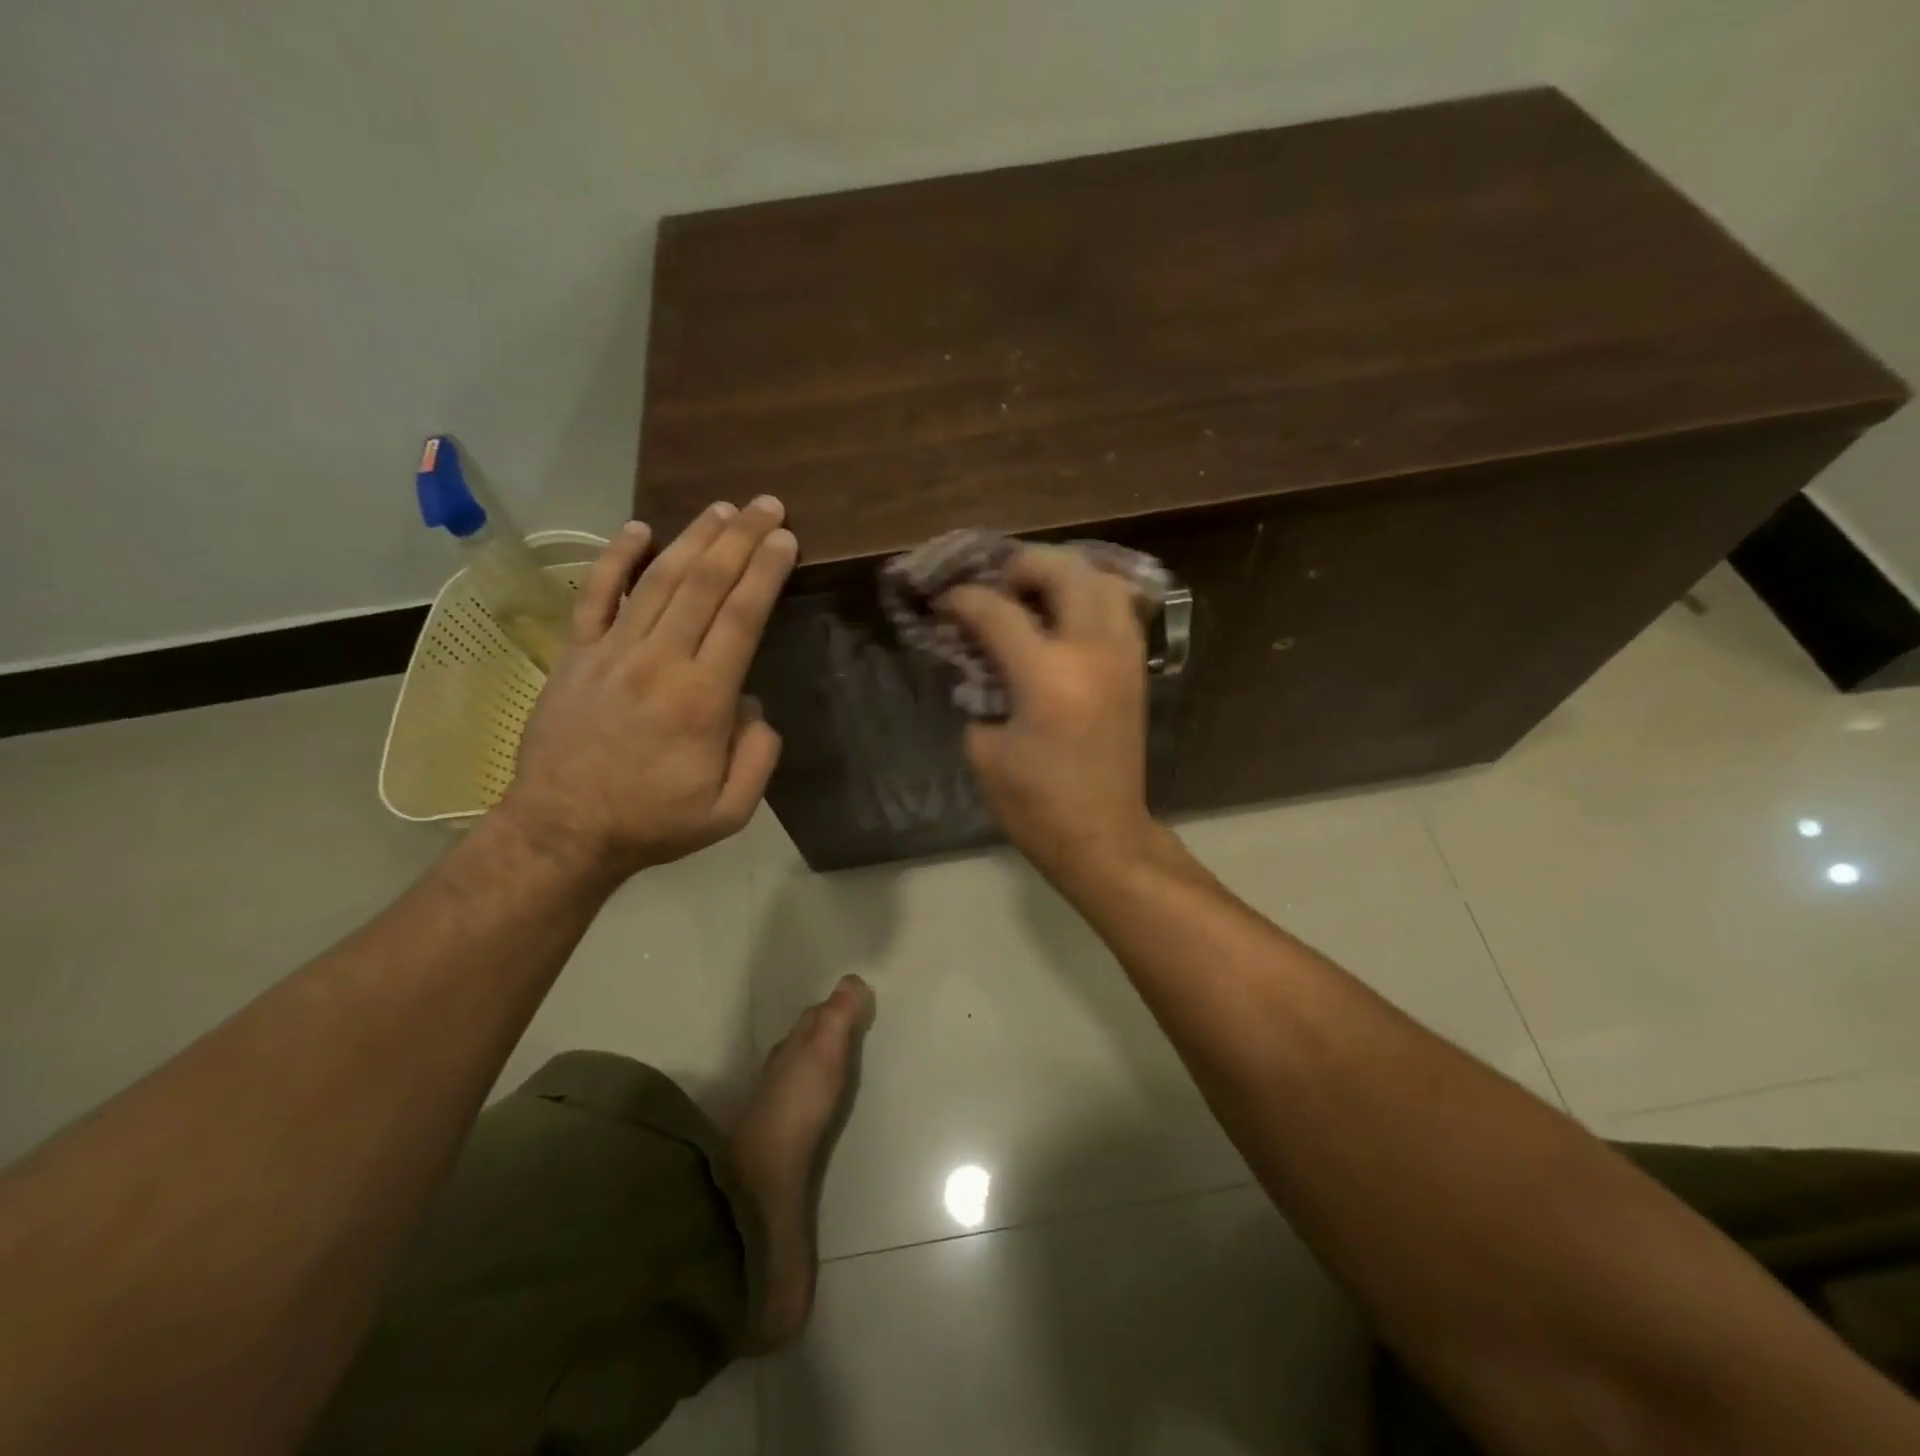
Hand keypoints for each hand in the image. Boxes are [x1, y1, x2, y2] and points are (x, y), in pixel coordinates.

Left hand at [500, 498, 796, 880]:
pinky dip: (616, 559)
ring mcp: (612, 652)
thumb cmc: (654, 822)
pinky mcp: (577, 655)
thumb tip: (752, 706)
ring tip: (722, 509)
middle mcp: (659, 661)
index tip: (785, 539)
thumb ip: (758, 756)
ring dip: (693, 539)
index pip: (741, 617)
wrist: (563, 831)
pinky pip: (596, 596)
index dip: (765, 572)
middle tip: (766, 505)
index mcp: (702, 698)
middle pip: (704, 584)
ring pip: (658, 580)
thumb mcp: (730, 810)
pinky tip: (638, 530)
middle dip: (740, 539)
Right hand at [941, 546, 1158, 879]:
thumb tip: (976, 656)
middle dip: (1021, 566)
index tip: (943, 603)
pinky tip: (1064, 616)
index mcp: (1047, 675)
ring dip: (1063, 575)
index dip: (963, 599)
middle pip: (1062, 570)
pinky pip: (1120, 608)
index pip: (997, 610)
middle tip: (995, 587)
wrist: (1102, 835)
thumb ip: (978, 689)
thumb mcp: (984, 749)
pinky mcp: (1136, 668)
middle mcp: (1092, 650)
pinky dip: (1091, 597)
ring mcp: (1122, 656)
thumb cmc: (1035, 803)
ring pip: (1101, 580)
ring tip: (1033, 595)